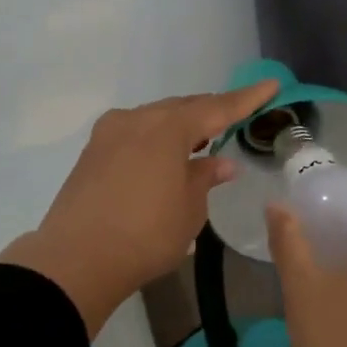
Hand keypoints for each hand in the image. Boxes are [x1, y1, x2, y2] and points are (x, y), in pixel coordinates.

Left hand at [0, 80, 279, 335]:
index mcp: (167, 129)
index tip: (271, 85)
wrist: (76, 261)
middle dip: (210, 111)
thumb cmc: (146, 235)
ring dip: (180, 127)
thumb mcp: (188, 210)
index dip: (247, 99)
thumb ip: (204, 179)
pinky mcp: (91, 153)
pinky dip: (156, 139)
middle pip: (182, 108)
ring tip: (201, 140)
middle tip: (235, 117)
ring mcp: (108, 135)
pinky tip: (165, 158)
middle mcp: (136, 120)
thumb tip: (219, 162)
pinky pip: (134, 134)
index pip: (217, 108)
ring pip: (155, 119)